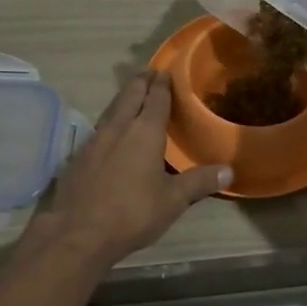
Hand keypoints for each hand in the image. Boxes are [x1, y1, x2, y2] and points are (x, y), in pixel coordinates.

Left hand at [31, 70, 229, 267]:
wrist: (78, 233)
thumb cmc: (132, 212)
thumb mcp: (173, 200)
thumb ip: (199, 182)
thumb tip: (229, 170)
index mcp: (145, 131)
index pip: (156, 98)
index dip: (162, 84)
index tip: (166, 71)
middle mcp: (118, 128)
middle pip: (130, 95)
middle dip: (140, 82)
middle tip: (149, 73)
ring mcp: (94, 140)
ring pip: (111, 110)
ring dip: (123, 99)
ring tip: (131, 96)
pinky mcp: (77, 157)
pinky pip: (98, 129)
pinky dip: (109, 122)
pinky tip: (110, 133)